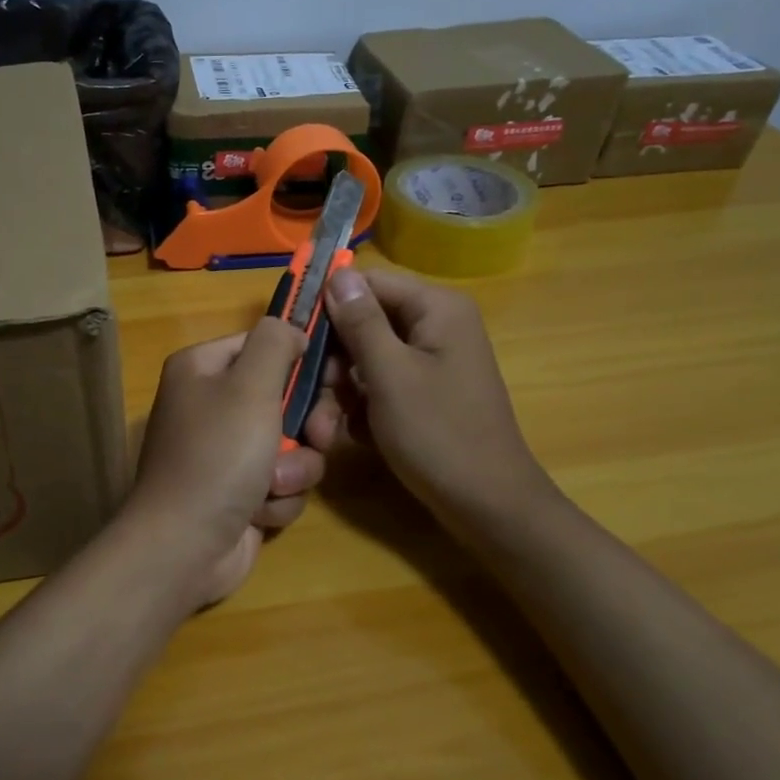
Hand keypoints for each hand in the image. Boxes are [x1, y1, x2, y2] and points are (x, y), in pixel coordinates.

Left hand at [125, 319, 327, 608]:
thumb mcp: (250, 386)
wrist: (184, 546)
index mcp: (202, 369)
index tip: (335, 374)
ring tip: (273, 485)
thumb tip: (291, 329)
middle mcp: (211, 405)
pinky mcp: (240, 492)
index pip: (264, 344)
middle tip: (317, 436)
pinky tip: (259, 512)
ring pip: (292, 445)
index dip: (301, 358)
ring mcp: (225, 452)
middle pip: (285, 396)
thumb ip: (276, 343)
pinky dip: (277, 497)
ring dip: (294, 468)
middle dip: (307, 424)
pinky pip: (281, 482)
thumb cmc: (218, 456)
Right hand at [303, 267, 553, 528]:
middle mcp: (434, 327)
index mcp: (436, 309)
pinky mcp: (423, 394)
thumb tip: (337, 273)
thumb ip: (360, 322)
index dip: (328, 305)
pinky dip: (361, 409)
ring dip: (339, 393)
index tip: (292, 336)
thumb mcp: (390, 375)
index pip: (368, 283)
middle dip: (332, 363)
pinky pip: (380, 386)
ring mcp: (430, 363)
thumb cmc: (438, 434)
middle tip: (306, 395)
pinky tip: (350, 437)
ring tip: (323, 431)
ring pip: (366, 361)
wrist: (487, 506)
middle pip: (364, 324)